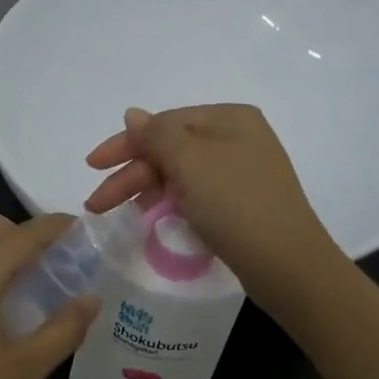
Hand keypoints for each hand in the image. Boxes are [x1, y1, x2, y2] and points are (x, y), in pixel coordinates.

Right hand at [83, 104, 338, 305]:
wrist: (286, 264)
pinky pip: (195, 196)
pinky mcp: (241, 205)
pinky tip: (154, 219)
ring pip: (180, 175)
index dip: (125, 144)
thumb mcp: (191, 162)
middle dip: (131, 175)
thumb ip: (157, 135)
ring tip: (122, 216)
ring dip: (147, 191)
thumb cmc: (236, 204)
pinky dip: (170, 204)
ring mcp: (241, 173)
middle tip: (97, 205)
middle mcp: (237, 139)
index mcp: (229, 119)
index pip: (164, 123)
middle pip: (170, 150)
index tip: (92, 166)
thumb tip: (134, 114)